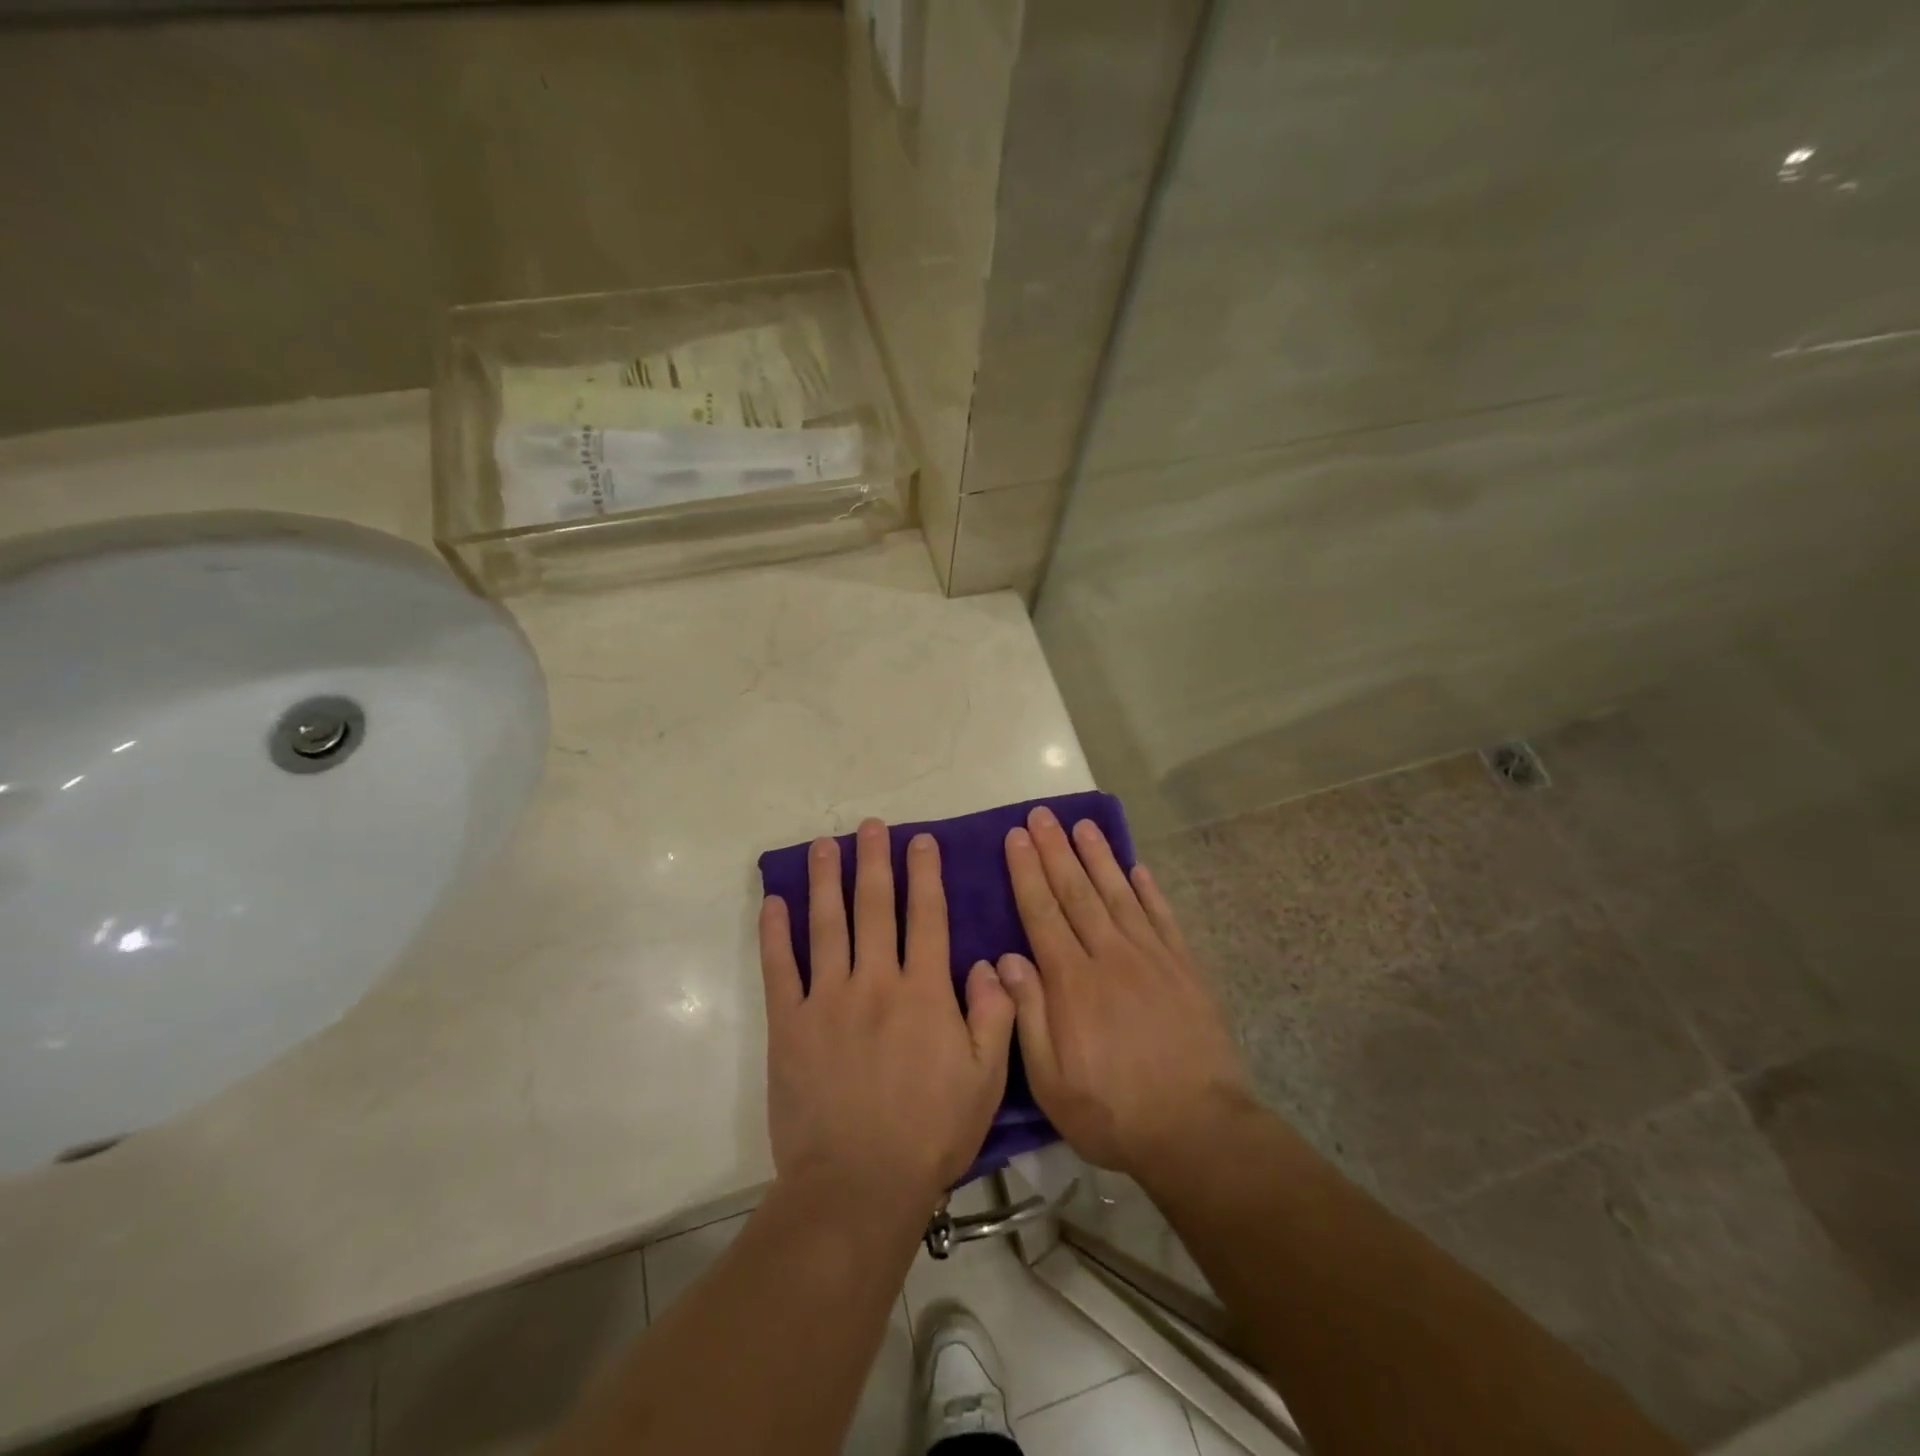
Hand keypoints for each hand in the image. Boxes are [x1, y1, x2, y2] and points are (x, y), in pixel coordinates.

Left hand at [760, 818, 1016, 1211]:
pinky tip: (773, 902)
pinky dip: (775, 933)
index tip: (920, 841)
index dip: (925, 874)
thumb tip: (990, 962)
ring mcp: (827, 1000)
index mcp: (924, 991)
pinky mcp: (789, 1025)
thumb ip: (995, 1014)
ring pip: (826, 925)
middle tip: (871, 825)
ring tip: (824, 845)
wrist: (858, 1185)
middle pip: (874, 907)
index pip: (927, 916)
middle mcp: (875, 981)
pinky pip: (779, 969)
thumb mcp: (986, 1079)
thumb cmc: (930, 1132)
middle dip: (874, 861)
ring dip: (825, 880)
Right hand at [998, 806, 1253, 1179]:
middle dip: (1055, 850)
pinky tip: (1137, 868)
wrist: (1197, 1130)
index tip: (1016, 837)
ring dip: (1098, 856)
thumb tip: (1005, 959)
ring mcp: (1151, 958)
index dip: (1027, 872)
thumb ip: (1027, 1015)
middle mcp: (1109, 956)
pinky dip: (1148, 890)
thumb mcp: (1051, 1081)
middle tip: (1041, 814)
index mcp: (1072, 982)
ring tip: (1083, 824)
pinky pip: (1162, 918)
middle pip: (1077, 892)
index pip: (1042, 913)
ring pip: (1118, 894)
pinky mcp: (1184, 969)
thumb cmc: (1113, 1111)